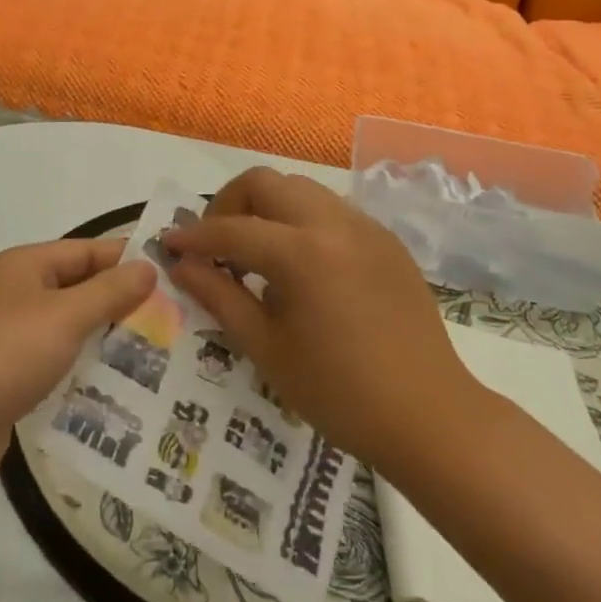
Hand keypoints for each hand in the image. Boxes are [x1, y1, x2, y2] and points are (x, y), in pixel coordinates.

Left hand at [0, 239, 155, 492]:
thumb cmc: (5, 355)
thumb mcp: (64, 317)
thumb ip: (109, 291)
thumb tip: (147, 267)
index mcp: (21, 266)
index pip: (83, 251)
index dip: (124, 259)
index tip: (169, 273)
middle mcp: (11, 294)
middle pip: (75, 288)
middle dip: (118, 302)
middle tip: (170, 318)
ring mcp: (4, 336)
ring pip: (65, 327)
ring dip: (102, 338)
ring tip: (153, 354)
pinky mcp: (4, 376)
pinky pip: (52, 361)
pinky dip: (79, 368)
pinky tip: (113, 387)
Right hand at [164, 168, 487, 478]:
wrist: (431, 417)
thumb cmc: (339, 393)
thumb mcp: (267, 348)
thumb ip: (219, 296)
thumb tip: (182, 265)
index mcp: (302, 253)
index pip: (231, 229)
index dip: (194, 237)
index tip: (169, 245)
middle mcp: (333, 223)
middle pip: (265, 183)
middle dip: (230, 204)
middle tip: (216, 245)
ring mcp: (365, 227)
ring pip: (300, 189)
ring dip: (267, 208)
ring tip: (256, 254)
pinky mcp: (385, 240)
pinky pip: (331, 210)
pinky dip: (301, 221)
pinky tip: (300, 265)